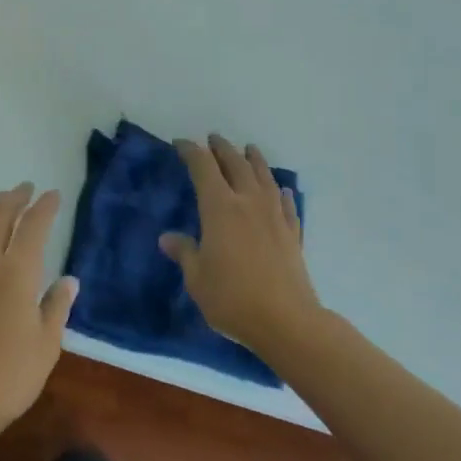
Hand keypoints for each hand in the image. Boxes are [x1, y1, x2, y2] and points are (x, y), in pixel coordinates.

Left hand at [0, 185, 78, 443]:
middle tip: (26, 188)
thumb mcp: (45, 345)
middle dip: (14, 199)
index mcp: (16, 273)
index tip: (53, 194)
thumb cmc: (8, 376)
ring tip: (2, 200)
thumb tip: (69, 280)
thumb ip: (56, 307)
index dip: (43, 208)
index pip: (32, 228)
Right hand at [161, 135, 324, 356]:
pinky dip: (280, 191)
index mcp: (219, 208)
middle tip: (214, 139)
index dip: (191, 151)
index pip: (203, 167)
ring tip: (249, 149)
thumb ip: (185, 253)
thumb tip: (168, 238)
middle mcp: (248, 202)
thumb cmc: (233, 298)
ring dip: (254, 160)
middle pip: (236, 164)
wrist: (287, 321)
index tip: (181, 143)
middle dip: (222, 148)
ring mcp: (274, 216)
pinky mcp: (293, 233)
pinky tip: (281, 189)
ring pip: (264, 177)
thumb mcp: (197, 278)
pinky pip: (286, 203)